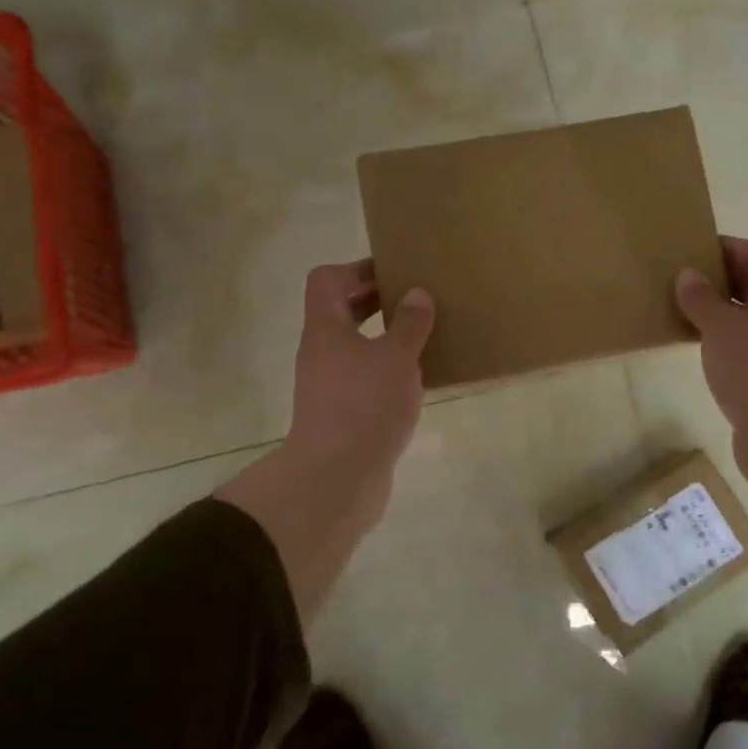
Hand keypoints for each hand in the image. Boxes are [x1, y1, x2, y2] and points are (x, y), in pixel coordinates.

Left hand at [218, 261, 435, 620]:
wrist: (335, 479)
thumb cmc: (364, 406)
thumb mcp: (396, 358)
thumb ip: (410, 324)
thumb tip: (417, 294)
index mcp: (326, 329)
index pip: (327, 280)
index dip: (357, 269)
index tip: (395, 273)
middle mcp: (322, 353)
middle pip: (341, 312)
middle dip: (377, 301)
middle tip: (417, 301)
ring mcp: (330, 386)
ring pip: (356, 347)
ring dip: (386, 338)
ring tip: (425, 337)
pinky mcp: (344, 415)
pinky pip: (366, 379)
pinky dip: (388, 371)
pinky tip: (419, 380)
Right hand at [675, 238, 747, 605]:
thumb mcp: (722, 328)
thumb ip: (702, 299)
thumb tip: (688, 274)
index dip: (734, 246)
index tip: (697, 253)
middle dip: (719, 278)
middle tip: (680, 280)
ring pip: (743, 317)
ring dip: (714, 311)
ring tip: (678, 309)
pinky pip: (737, 346)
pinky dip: (715, 341)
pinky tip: (691, 346)